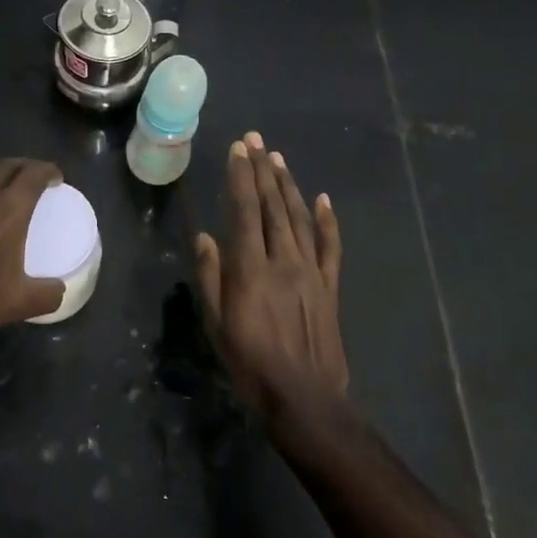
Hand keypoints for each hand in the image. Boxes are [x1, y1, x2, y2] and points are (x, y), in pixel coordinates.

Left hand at [0, 159, 67, 348]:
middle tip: (32, 179)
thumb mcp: (17, 305)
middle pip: (6, 165)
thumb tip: (60, 289)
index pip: (33, 174)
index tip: (56, 177)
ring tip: (3, 186)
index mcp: (7, 209)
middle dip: (23, 167)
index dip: (48, 171)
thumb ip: (47, 294)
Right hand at [194, 132, 348, 428]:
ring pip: (300, 219)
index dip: (241, 177)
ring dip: (289, 186)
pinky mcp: (330, 287)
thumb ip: (210, 278)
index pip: (245, 211)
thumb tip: (205, 237)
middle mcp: (283, 260)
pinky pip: (331, 247)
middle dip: (263, 170)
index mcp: (251, 269)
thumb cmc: (250, 364)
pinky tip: (323, 199)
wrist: (304, 397)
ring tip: (279, 159)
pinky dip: (328, 221)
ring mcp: (311, 272)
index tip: (238, 149)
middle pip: (273, 207)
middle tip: (257, 140)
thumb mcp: (216, 325)